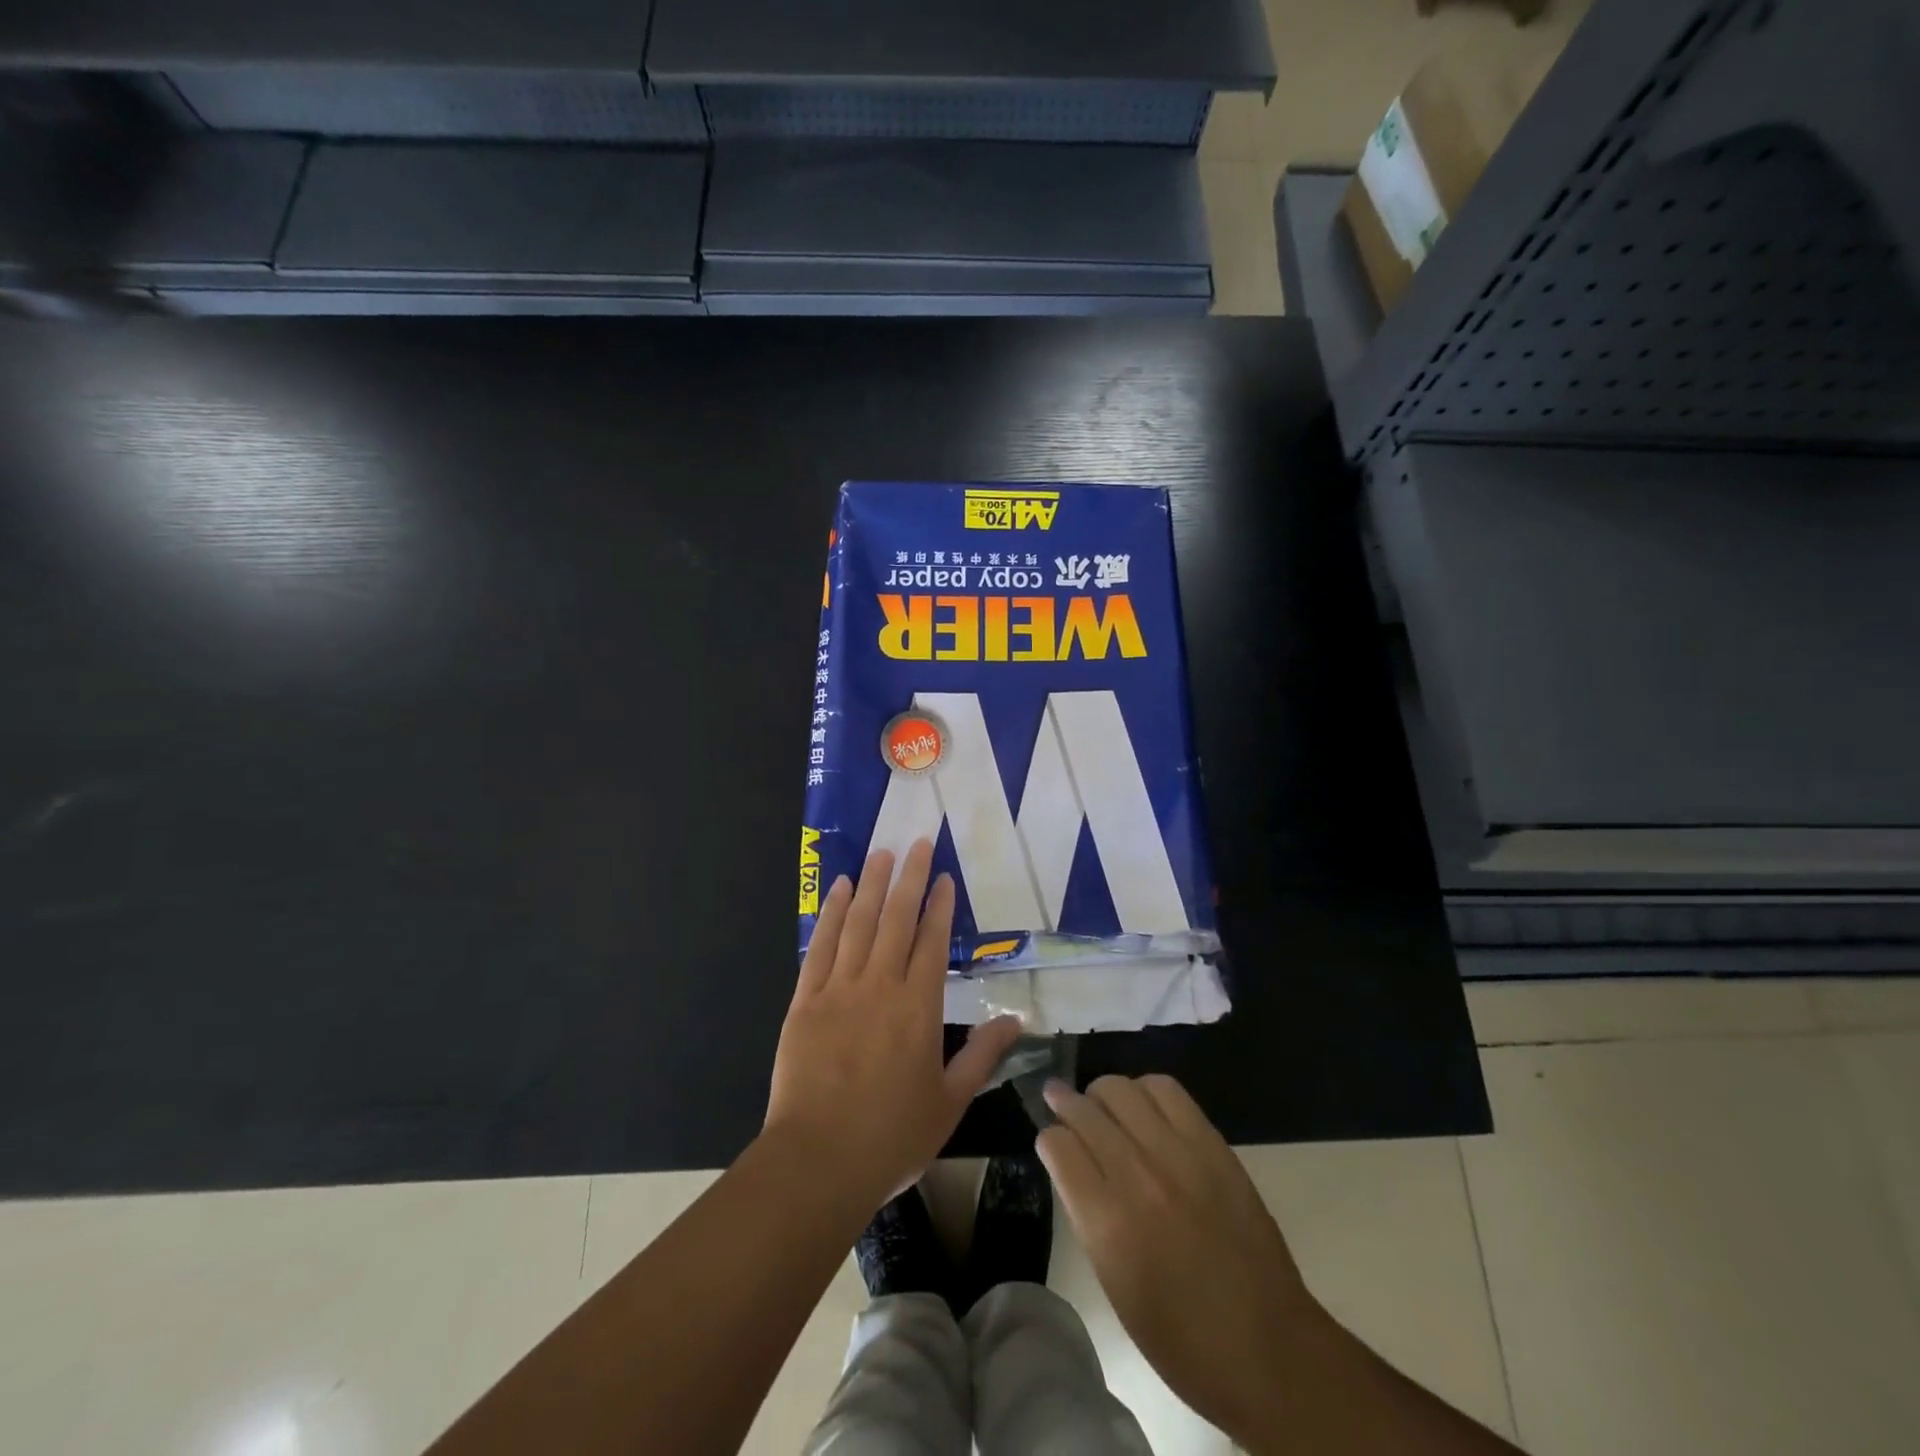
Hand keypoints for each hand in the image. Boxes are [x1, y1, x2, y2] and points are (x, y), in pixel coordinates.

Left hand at [765, 839, 1022, 1214]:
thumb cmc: (892, 1136)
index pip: (932, 942)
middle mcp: (880, 986)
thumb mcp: (950, 1102)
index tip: (943, 877)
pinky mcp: (805, 999)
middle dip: (908, 878)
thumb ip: (983, 1056)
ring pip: (859, 923)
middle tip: (916, 842)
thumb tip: (1016, 1020)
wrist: (818, 1161)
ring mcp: (839, 989)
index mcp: (919, 1008)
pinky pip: (820, 946)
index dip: (938, 906)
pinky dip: (831, 914)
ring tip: (881, 853)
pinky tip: (838, 889)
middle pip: (896, 919)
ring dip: (871, 884)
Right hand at [1037, 1075, 1321, 1445]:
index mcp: (1108, 1222)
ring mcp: (1179, 1155)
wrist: (1269, 1349)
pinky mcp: (1212, 1145)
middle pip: (1086, 1110)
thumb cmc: (1181, 1338)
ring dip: (1102, 1094)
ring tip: (1102, 1104)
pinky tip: (1142, 1105)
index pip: (1058, 1146)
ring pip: (1122, 1090)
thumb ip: (1088, 1214)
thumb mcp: (1114, 1284)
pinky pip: (1167, 1091)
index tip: (1051, 1144)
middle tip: (1059, 1102)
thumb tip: (1071, 1163)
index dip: (1048, 1140)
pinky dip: (1145, 1089)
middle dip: (1065, 1103)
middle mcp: (1139, 1177)